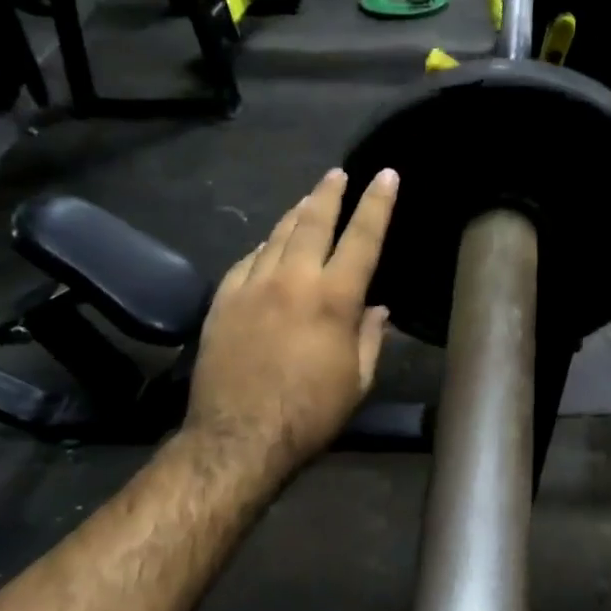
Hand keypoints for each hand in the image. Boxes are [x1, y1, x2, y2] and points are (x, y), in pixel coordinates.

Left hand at [185, 167, 396, 477]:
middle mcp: (293, 279)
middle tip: (338, 173)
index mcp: (334, 299)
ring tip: (308, 199)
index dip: (377, 204)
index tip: (386, 175)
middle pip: (312, 221)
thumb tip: (378, 309)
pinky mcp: (223, 300)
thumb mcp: (357, 381)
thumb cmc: (310, 414)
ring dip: (295, 213)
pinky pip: (247, 260)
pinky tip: (268, 245)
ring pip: (276, 235)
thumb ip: (370, 338)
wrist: (239, 436)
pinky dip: (263, 247)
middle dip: (329, 193)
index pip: (362, 238)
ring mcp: (252, 286)